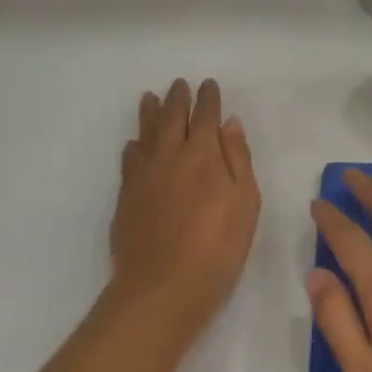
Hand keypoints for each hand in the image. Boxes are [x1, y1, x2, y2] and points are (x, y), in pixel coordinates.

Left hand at [109, 79, 259, 333]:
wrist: (163, 287)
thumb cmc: (218, 246)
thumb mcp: (245, 202)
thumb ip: (237, 159)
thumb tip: (229, 124)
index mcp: (204, 154)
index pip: (205, 116)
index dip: (208, 99)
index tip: (208, 85)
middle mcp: (170, 155)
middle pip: (173, 118)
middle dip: (178, 98)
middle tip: (179, 84)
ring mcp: (144, 175)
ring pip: (146, 133)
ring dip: (150, 113)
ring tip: (150, 98)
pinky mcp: (126, 196)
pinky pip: (129, 159)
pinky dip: (134, 145)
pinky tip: (135, 144)